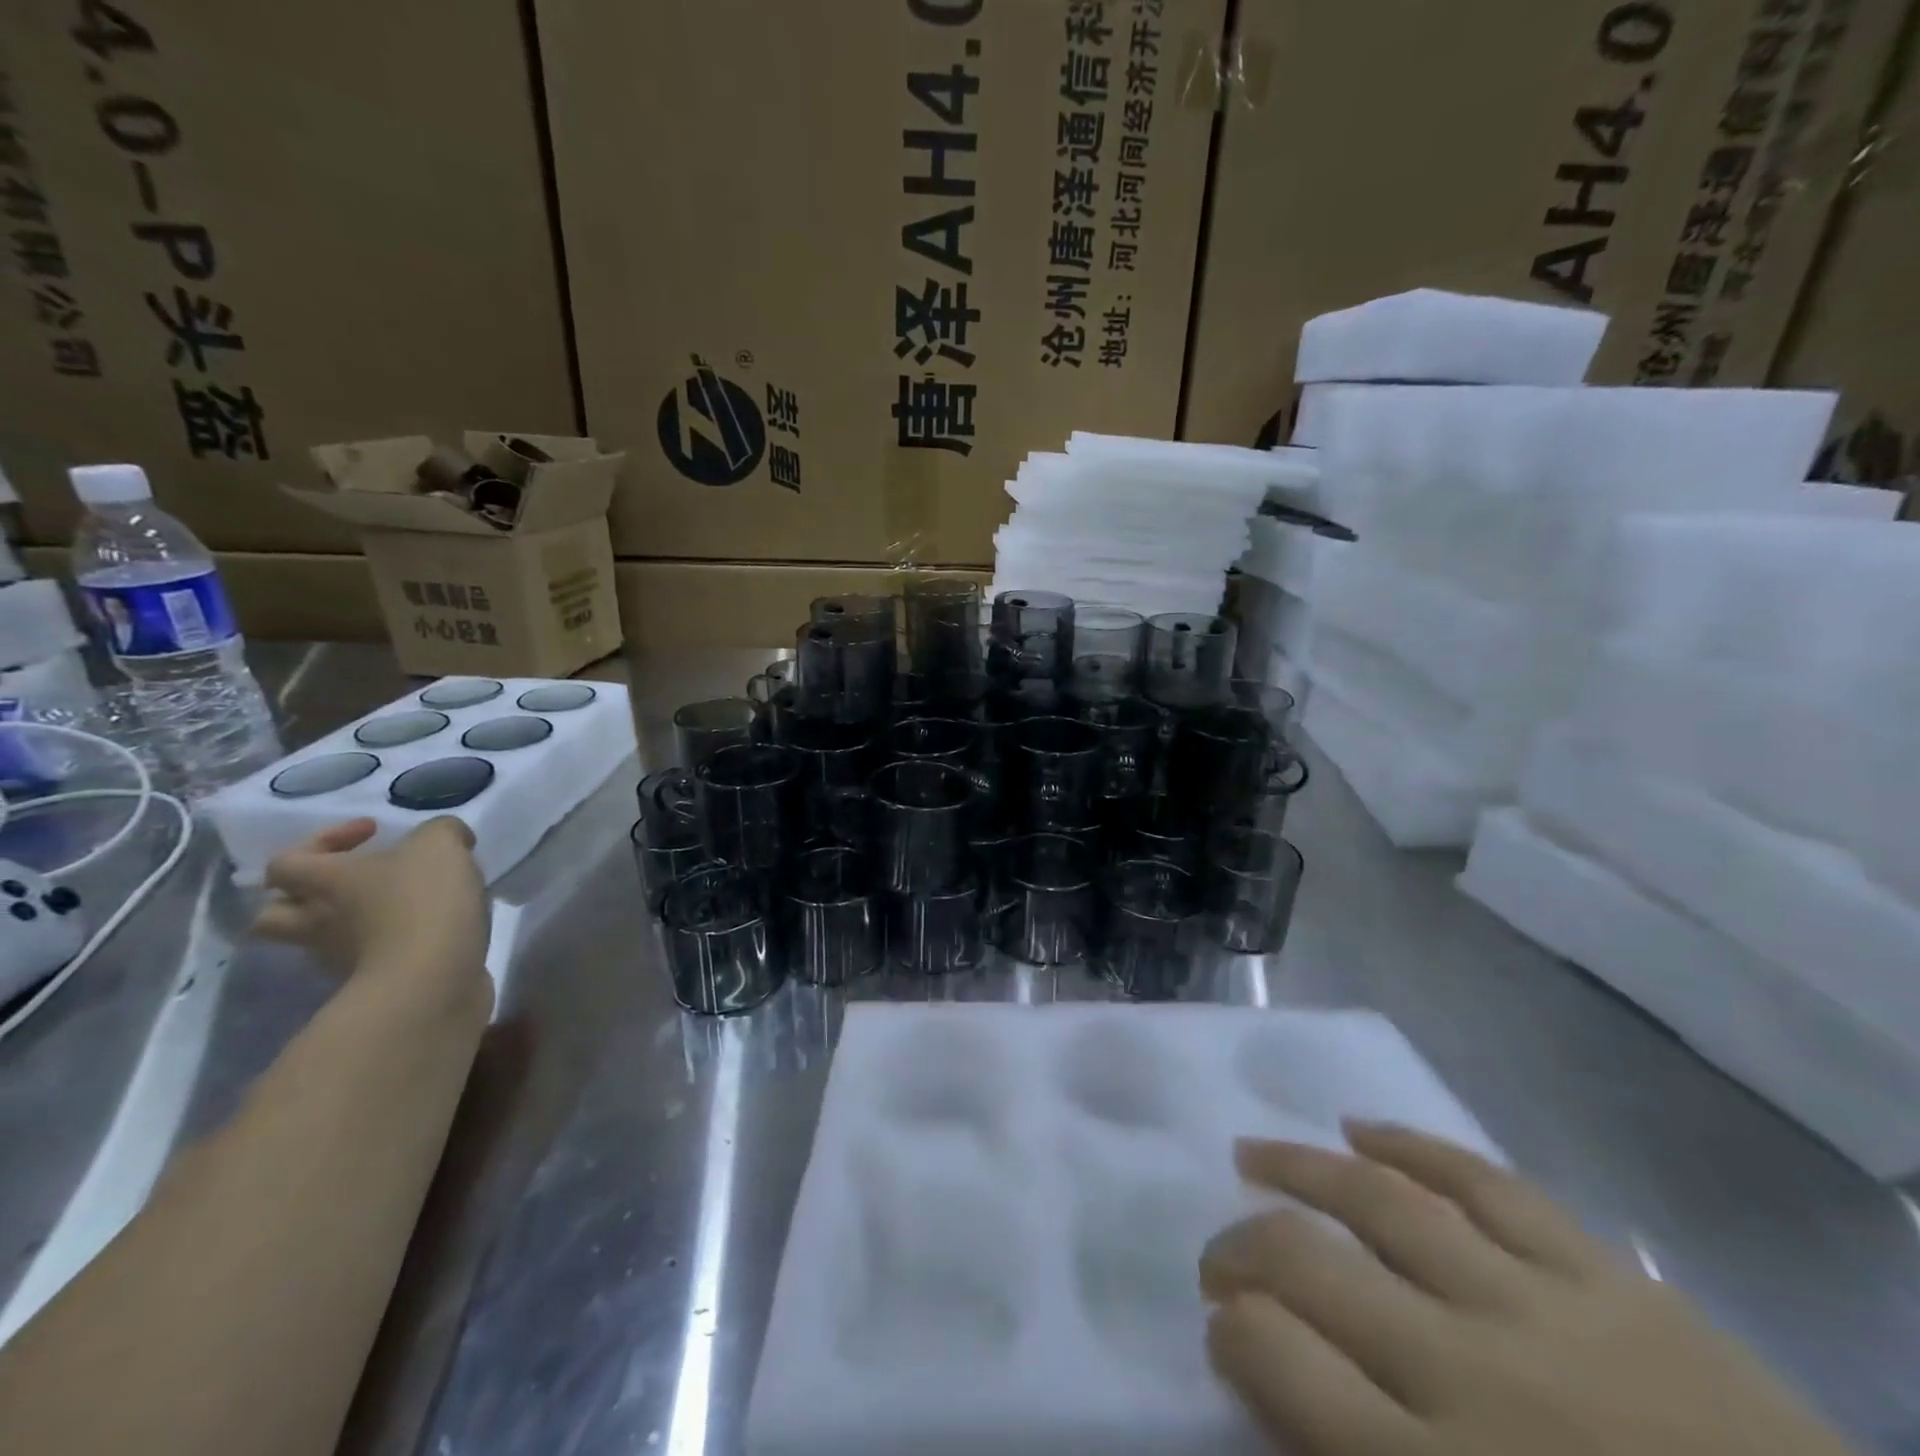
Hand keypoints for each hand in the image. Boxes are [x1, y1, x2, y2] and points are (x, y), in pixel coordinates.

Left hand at [251, 817, 489, 995]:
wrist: (432, 977)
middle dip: (304, 897)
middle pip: (275, 914)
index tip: (373, 833)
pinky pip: (365, 959)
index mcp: (323, 881)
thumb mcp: (441, 844)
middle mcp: (316, 921)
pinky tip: (425, 932)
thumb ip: (441, 832)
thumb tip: (448, 839)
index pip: (285, 861)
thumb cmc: (423, 899)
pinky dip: (386, 945)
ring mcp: (338, 958)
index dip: (322, 841)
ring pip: (322, 939)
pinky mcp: (370, 983)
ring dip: (349, 923)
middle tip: (352, 883)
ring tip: (398, 908)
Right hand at [1200, 1123, 1857, 1455]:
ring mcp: (1544, 1314)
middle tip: (1219, 1255)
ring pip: (1380, 1203)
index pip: (1276, 1364)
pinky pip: (1486, 1182)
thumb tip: (1275, 1394)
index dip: (1230, 1335)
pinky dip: (1412, 1145)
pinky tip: (1359, 1126)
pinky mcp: (1611, 1280)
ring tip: (1252, 1153)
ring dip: (1299, 1169)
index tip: (1222, 1332)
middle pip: (1309, 1268)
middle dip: (1240, 1249)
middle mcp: (1472, 1380)